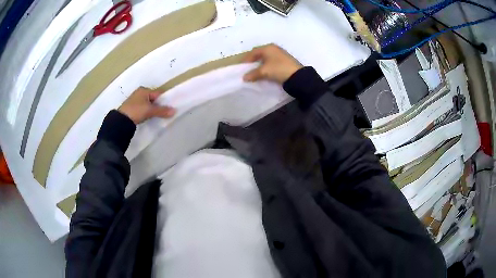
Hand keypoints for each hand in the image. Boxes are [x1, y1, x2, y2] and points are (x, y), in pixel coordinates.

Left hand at [118, 86, 175, 123]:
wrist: (121, 120)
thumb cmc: (136, 111)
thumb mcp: (150, 110)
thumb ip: (162, 110)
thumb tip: (174, 111)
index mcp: (144, 90)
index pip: (158, 93)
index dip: (164, 100)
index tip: (170, 107)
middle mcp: (139, 93)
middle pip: (153, 99)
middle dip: (159, 105)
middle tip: (165, 113)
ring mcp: (135, 101)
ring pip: (148, 104)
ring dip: (153, 109)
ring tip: (157, 116)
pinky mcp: (132, 108)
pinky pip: (143, 108)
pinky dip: (147, 112)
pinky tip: (149, 117)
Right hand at [243, 44, 302, 83]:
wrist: (297, 76)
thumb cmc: (279, 69)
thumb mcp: (264, 72)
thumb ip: (253, 74)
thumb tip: (244, 77)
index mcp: (268, 48)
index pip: (253, 52)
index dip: (246, 59)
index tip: (242, 67)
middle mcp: (273, 48)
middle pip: (259, 54)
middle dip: (253, 61)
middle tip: (247, 69)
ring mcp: (280, 54)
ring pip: (266, 58)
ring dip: (260, 64)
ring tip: (255, 71)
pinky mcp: (284, 60)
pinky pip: (271, 61)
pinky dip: (266, 66)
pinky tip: (265, 71)